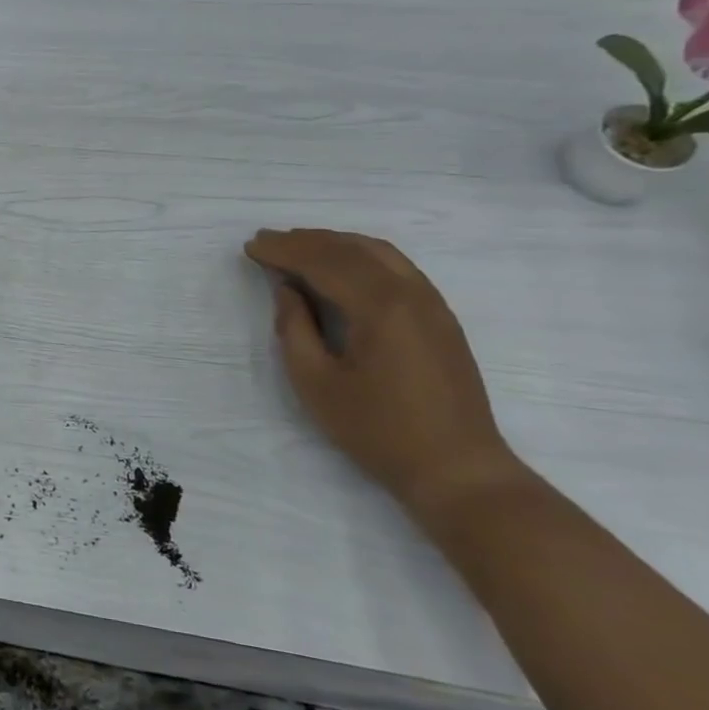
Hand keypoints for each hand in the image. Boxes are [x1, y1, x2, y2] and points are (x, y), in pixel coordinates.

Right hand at [245, 228, 521, 516]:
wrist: (456, 469)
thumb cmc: (377, 430)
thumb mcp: (316, 383)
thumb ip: (294, 329)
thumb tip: (287, 289)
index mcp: (379, 307)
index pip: (323, 261)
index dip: (283, 250)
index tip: (251, 246)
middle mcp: (410, 293)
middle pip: (351, 249)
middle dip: (305, 240)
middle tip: (267, 240)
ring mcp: (432, 303)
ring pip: (378, 252)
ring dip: (334, 243)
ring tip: (299, 246)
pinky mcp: (441, 317)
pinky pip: (397, 267)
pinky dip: (362, 255)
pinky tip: (343, 266)